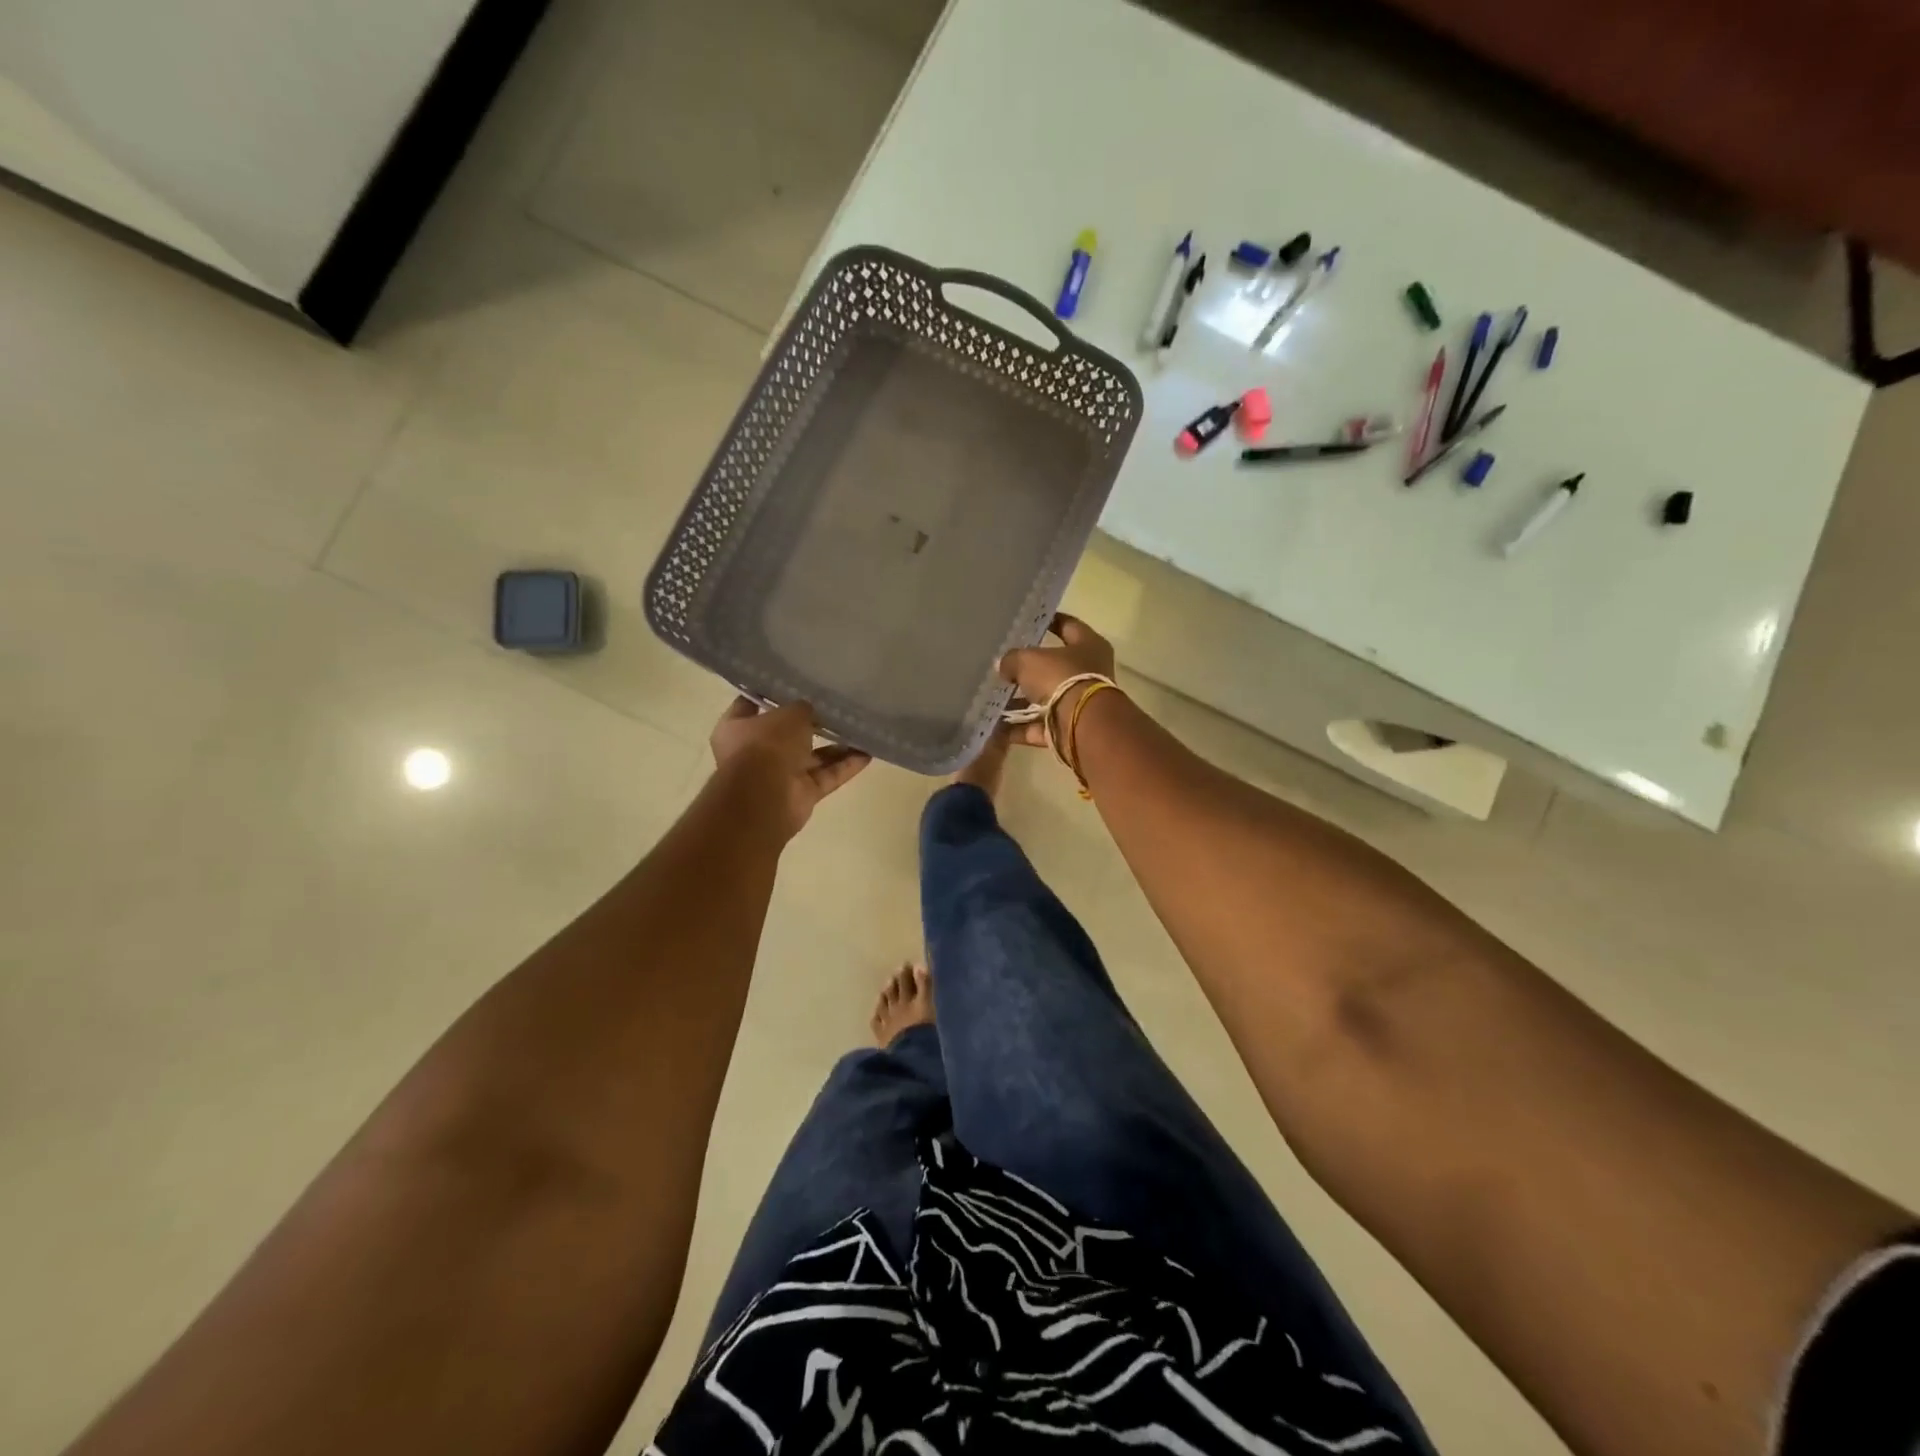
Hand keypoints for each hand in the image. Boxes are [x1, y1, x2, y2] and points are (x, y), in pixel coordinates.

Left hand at [710, 699, 870, 836]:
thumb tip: (811, 710)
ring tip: (860, 728)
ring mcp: (779, 775)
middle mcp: (755, 752)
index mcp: (737, 728)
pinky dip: (845, 766)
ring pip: (812, 756)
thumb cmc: (766, 745)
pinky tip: (868, 752)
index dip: (771, 693)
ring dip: (836, 745)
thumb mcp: (788, 714)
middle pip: (786, 733)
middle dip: (811, 722)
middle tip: (836, 705)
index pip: (751, 705)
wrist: (764, 798)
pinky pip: (827, 776)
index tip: (794, 682)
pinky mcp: (802, 794)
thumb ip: (802, 708)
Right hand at [998, 614, 1116, 747]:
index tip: (1030, 622)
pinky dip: (1018, 728)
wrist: (1082, 726)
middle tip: (1003, 664)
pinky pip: (1038, 726)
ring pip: (1045, 699)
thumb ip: (1012, 659)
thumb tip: (1003, 666)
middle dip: (1029, 668)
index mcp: (1088, 646)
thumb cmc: (1061, 678)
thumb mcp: (1029, 660)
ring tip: (992, 698)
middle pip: (1055, 666)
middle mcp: (1089, 673)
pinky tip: (994, 725)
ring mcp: (1079, 703)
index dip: (1050, 621)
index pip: (1069, 625)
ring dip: (1020, 701)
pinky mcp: (1068, 729)